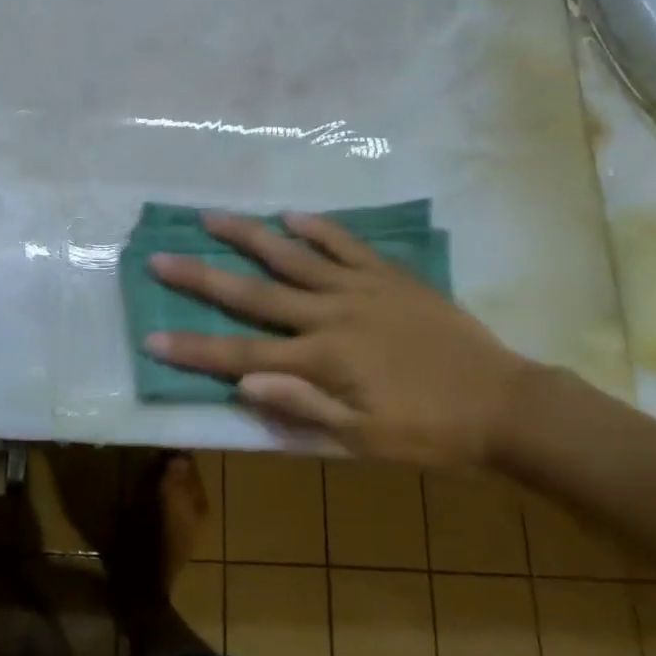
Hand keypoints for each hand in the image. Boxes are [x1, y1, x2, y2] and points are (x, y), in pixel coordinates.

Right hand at [146, 212, 539, 464]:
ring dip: (248, 236)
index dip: (193, 350)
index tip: (150, 338)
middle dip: (201, 278)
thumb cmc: (429, 433)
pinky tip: (292, 214)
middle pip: (253, 294)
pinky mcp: (388, 276)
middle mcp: (329, 316)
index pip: (241, 355)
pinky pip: (346, 244)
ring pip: (292, 256)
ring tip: (211, 217)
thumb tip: (244, 383)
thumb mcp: (365, 441)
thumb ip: (303, 407)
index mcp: (320, 361)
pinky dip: (318, 228)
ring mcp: (358, 289)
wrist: (505, 405)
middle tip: (160, 258)